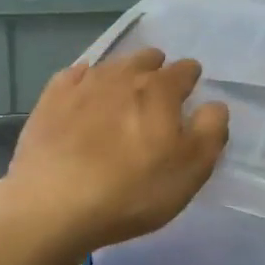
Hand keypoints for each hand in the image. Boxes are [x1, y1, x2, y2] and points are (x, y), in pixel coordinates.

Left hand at [0, 49, 228, 257]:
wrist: (53, 204)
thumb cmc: (132, 190)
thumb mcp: (190, 170)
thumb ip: (210, 132)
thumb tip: (214, 105)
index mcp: (160, 90)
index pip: (185, 71)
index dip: (191, 79)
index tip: (191, 93)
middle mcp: (123, 76)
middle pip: (146, 60)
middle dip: (156, 70)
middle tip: (158, 93)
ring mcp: (82, 85)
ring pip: (111, 66)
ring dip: (122, 74)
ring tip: (123, 92)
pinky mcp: (50, 100)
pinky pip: (73, 77)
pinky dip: (84, 81)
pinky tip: (83, 92)